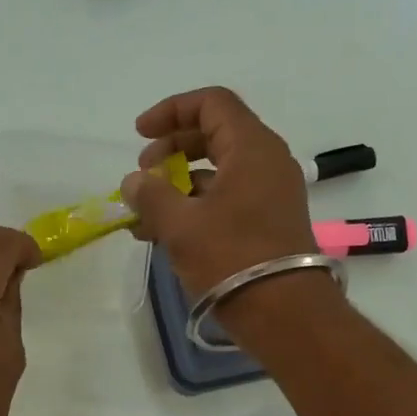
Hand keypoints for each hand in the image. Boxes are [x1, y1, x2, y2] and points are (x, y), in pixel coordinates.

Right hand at [118, 87, 317, 297]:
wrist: (283, 312)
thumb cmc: (231, 257)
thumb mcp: (180, 225)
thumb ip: (151, 196)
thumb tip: (133, 182)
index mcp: (251, 147)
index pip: (211, 103)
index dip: (171, 111)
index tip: (139, 134)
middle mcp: (266, 162)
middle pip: (214, 134)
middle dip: (171, 149)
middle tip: (143, 175)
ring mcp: (269, 193)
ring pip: (217, 171)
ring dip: (177, 184)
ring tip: (144, 214)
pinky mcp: (267, 222)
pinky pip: (225, 199)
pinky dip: (194, 206)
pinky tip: (163, 233)